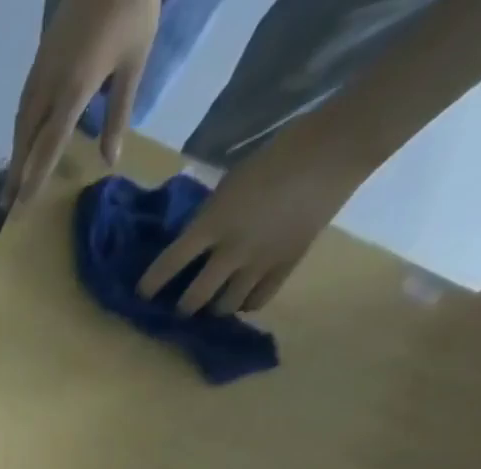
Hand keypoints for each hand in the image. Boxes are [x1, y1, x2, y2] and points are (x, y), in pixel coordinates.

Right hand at [9, 0, 159, 203]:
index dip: (35, 179)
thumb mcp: (134, 64)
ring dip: (16, 152)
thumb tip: (110, 160)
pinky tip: (24, 140)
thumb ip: (118, 114)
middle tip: (5, 203)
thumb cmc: (132, 9)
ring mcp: (41, 70)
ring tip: (12, 177)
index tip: (22, 206)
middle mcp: (50, 86)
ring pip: (22, 122)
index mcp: (74, 90)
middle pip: (26, 139)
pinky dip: (22, 130)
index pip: (49, 147)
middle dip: (15, 172)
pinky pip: (25, 104)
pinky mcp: (41, 58)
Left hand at [136, 116, 373, 314]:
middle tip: (178, 304)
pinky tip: (240, 299)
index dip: (149, 286)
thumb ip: (208, 218)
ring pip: (223, 308)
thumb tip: (189, 246)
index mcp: (212, 224)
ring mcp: (260, 263)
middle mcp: (231, 251)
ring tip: (211, 303)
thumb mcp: (229, 183)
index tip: (141, 295)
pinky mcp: (286, 266)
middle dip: (181, 307)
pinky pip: (257, 302)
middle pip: (192, 300)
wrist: (338, 145)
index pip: (168, 266)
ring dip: (212, 309)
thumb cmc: (278, 154)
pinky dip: (244, 305)